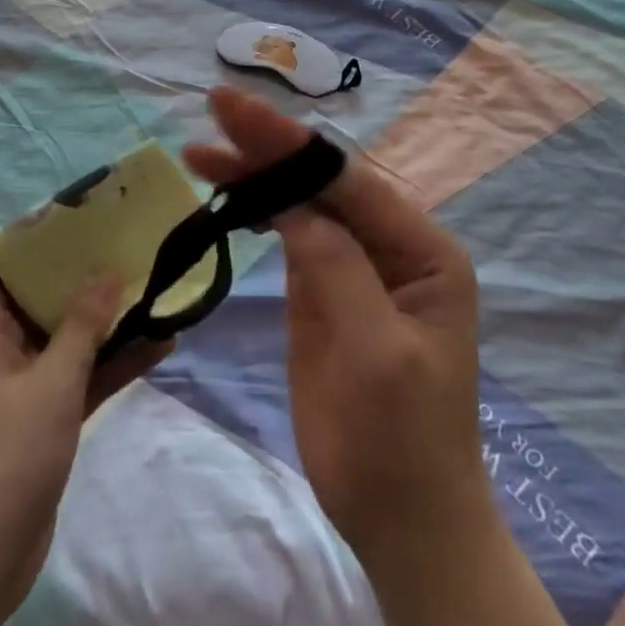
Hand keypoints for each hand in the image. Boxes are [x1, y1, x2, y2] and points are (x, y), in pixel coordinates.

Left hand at [0, 267, 170, 625]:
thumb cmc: (5, 456)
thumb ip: (82, 323)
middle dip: (89, 277)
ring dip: (108, 321)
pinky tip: (160, 344)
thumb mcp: (51, 382)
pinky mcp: (41, 414)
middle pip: (44, 297)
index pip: (10, 265)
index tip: (91, 219)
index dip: (46, 240)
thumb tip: (108, 270)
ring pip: (67, 336)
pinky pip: (78, 374)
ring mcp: (20, 382)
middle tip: (134, 247)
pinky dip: (110, 362)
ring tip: (157, 288)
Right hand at [184, 87, 487, 572]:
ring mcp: (354, 264)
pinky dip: (256, 208)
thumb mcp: (376, 351)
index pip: (347, 180)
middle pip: (321, 180)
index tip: (236, 109)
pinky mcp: (323, 287)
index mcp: (422, 249)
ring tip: (201, 149)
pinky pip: (289, 233)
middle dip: (268, 145)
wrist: (400, 518)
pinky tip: (226, 190)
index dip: (290, 142)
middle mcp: (391, 244)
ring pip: (300, 201)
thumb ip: (335, 267)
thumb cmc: (402, 441)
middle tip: (213, 107)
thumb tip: (290, 203)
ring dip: (254, 172)